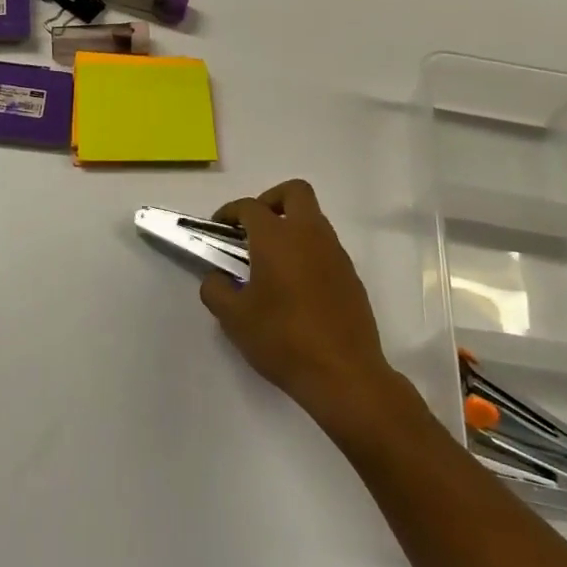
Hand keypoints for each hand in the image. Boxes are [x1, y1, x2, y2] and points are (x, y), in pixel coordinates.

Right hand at [202, 180, 401, 428]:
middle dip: (271, 200)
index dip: (230, 212)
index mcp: (277, 237)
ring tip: (271, 262)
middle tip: (254, 229)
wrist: (344, 374)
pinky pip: (326, 247)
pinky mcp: (351, 275)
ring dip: (291, 227)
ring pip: (313, 219)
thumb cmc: (283, 339)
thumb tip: (216, 278)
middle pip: (295, 192)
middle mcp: (309, 234)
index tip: (219, 228)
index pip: (250, 207)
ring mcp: (335, 253)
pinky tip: (296, 286)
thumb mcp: (234, 318)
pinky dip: (308, 252)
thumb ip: (216, 290)